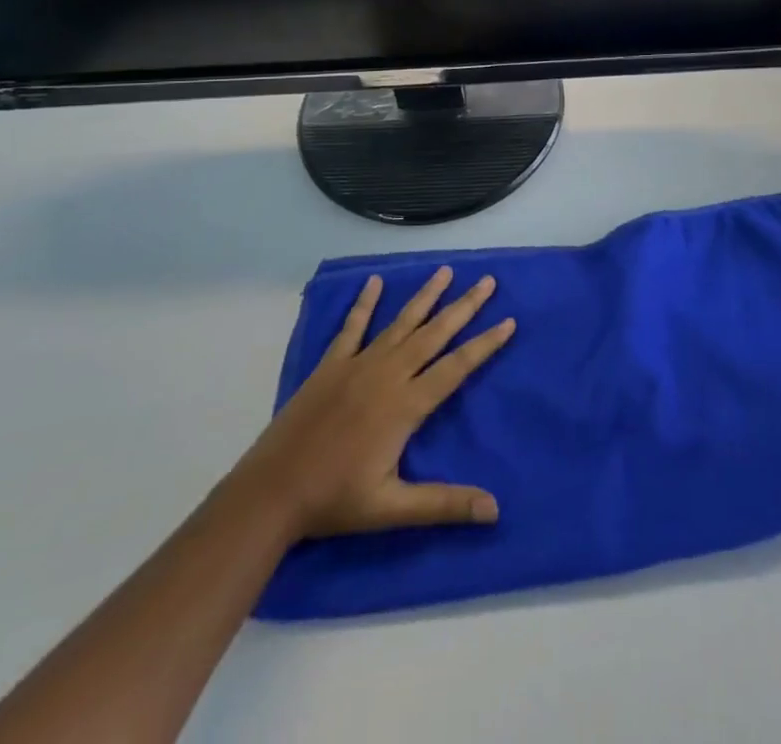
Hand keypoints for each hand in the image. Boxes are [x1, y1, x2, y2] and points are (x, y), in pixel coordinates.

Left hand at [237, 266, 515, 538]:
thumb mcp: (392, 508)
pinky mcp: (331, 365)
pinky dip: (364, 303)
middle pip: (434, 334)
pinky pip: (353, 327)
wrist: (271, 492)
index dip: (485, 344)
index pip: (456, 367)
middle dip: (464, 307)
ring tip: (446, 271)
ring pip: (401, 323)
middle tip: (488, 281)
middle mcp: (387, 374)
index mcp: (406, 405)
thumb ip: (444, 504)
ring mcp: (358, 364)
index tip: (508, 320)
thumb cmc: (335, 501)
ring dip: (425, 296)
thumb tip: (494, 509)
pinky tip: (374, 282)